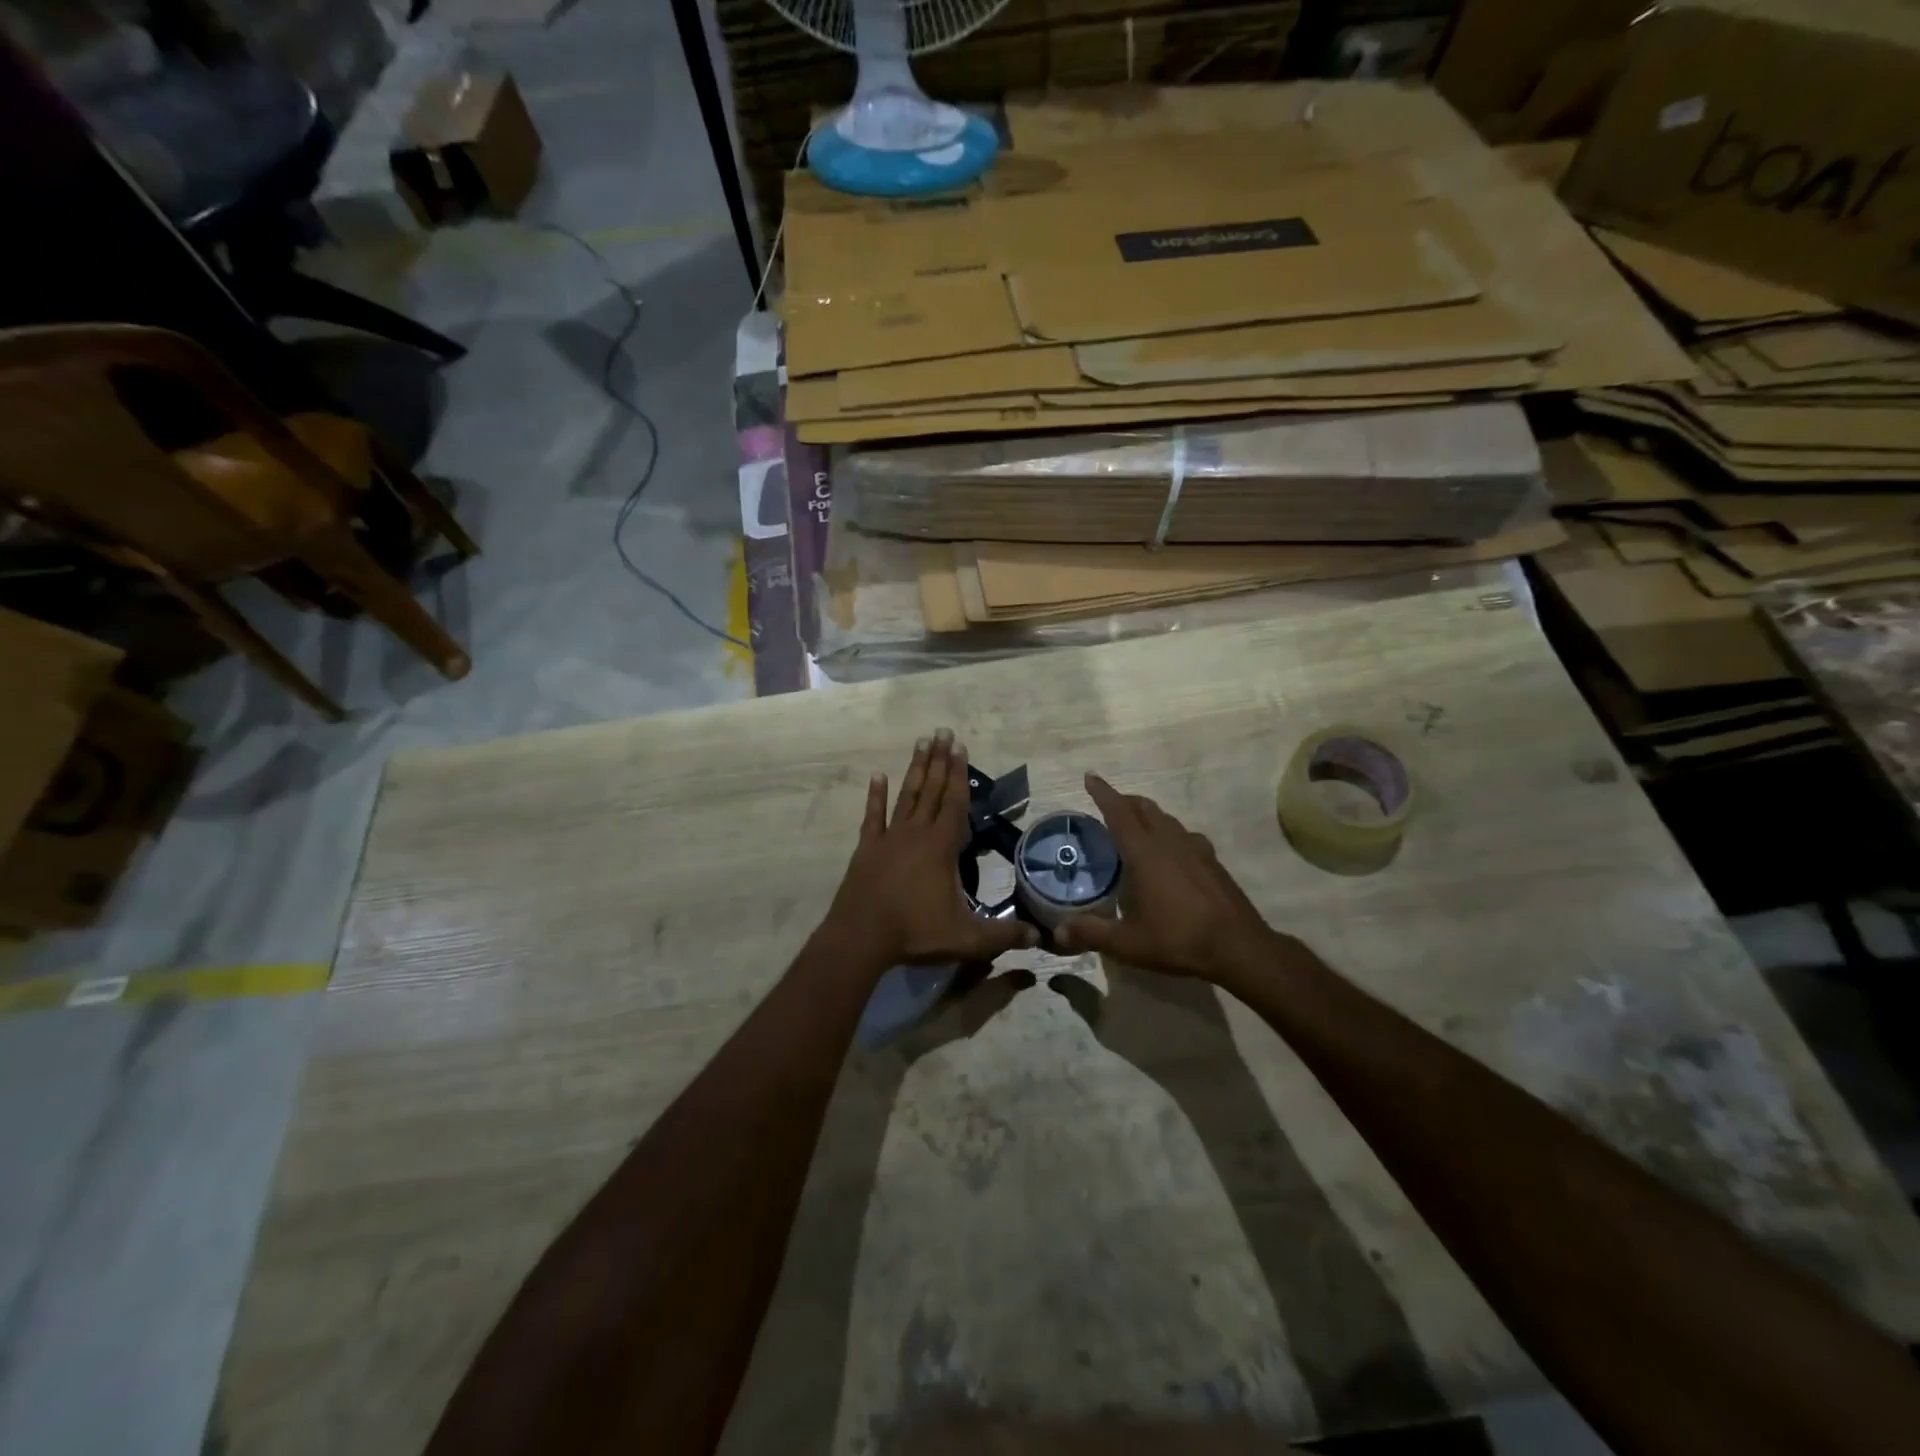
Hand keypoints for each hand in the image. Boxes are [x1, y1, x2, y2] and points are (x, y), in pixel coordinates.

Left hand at [823, 730, 1038, 970]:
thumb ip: (1004, 935)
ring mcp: (889, 838)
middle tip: (943, 731)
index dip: (959, 774)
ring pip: (905, 796)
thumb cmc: (916, 933)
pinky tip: (878, 776)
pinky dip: (875, 795)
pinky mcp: (867, 849)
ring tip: (921, 742)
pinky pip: (873, 816)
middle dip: (939, 760)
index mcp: (941, 847)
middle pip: (931, 790)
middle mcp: (916, 833)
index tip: (960, 746)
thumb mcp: (967, 938)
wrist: (861, 938)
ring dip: (915, 769)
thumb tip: (1040, 938)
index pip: (954, 803)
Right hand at [1055, 773, 1290, 986]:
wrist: (1240, 947)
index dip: (1103, 793)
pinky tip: (1169, 852)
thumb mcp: (1128, 944)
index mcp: (1145, 853)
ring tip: (1135, 826)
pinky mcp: (1212, 861)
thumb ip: (1091, 933)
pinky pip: (1184, 834)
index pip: (1118, 812)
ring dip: (1147, 814)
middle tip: (1107, 804)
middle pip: (1144, 808)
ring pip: (1166, 818)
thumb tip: (1058, 931)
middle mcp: (1169, 842)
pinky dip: (1168, 832)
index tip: (1089, 777)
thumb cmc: (1179, 940)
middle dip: (1123, 800)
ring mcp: (1195, 849)